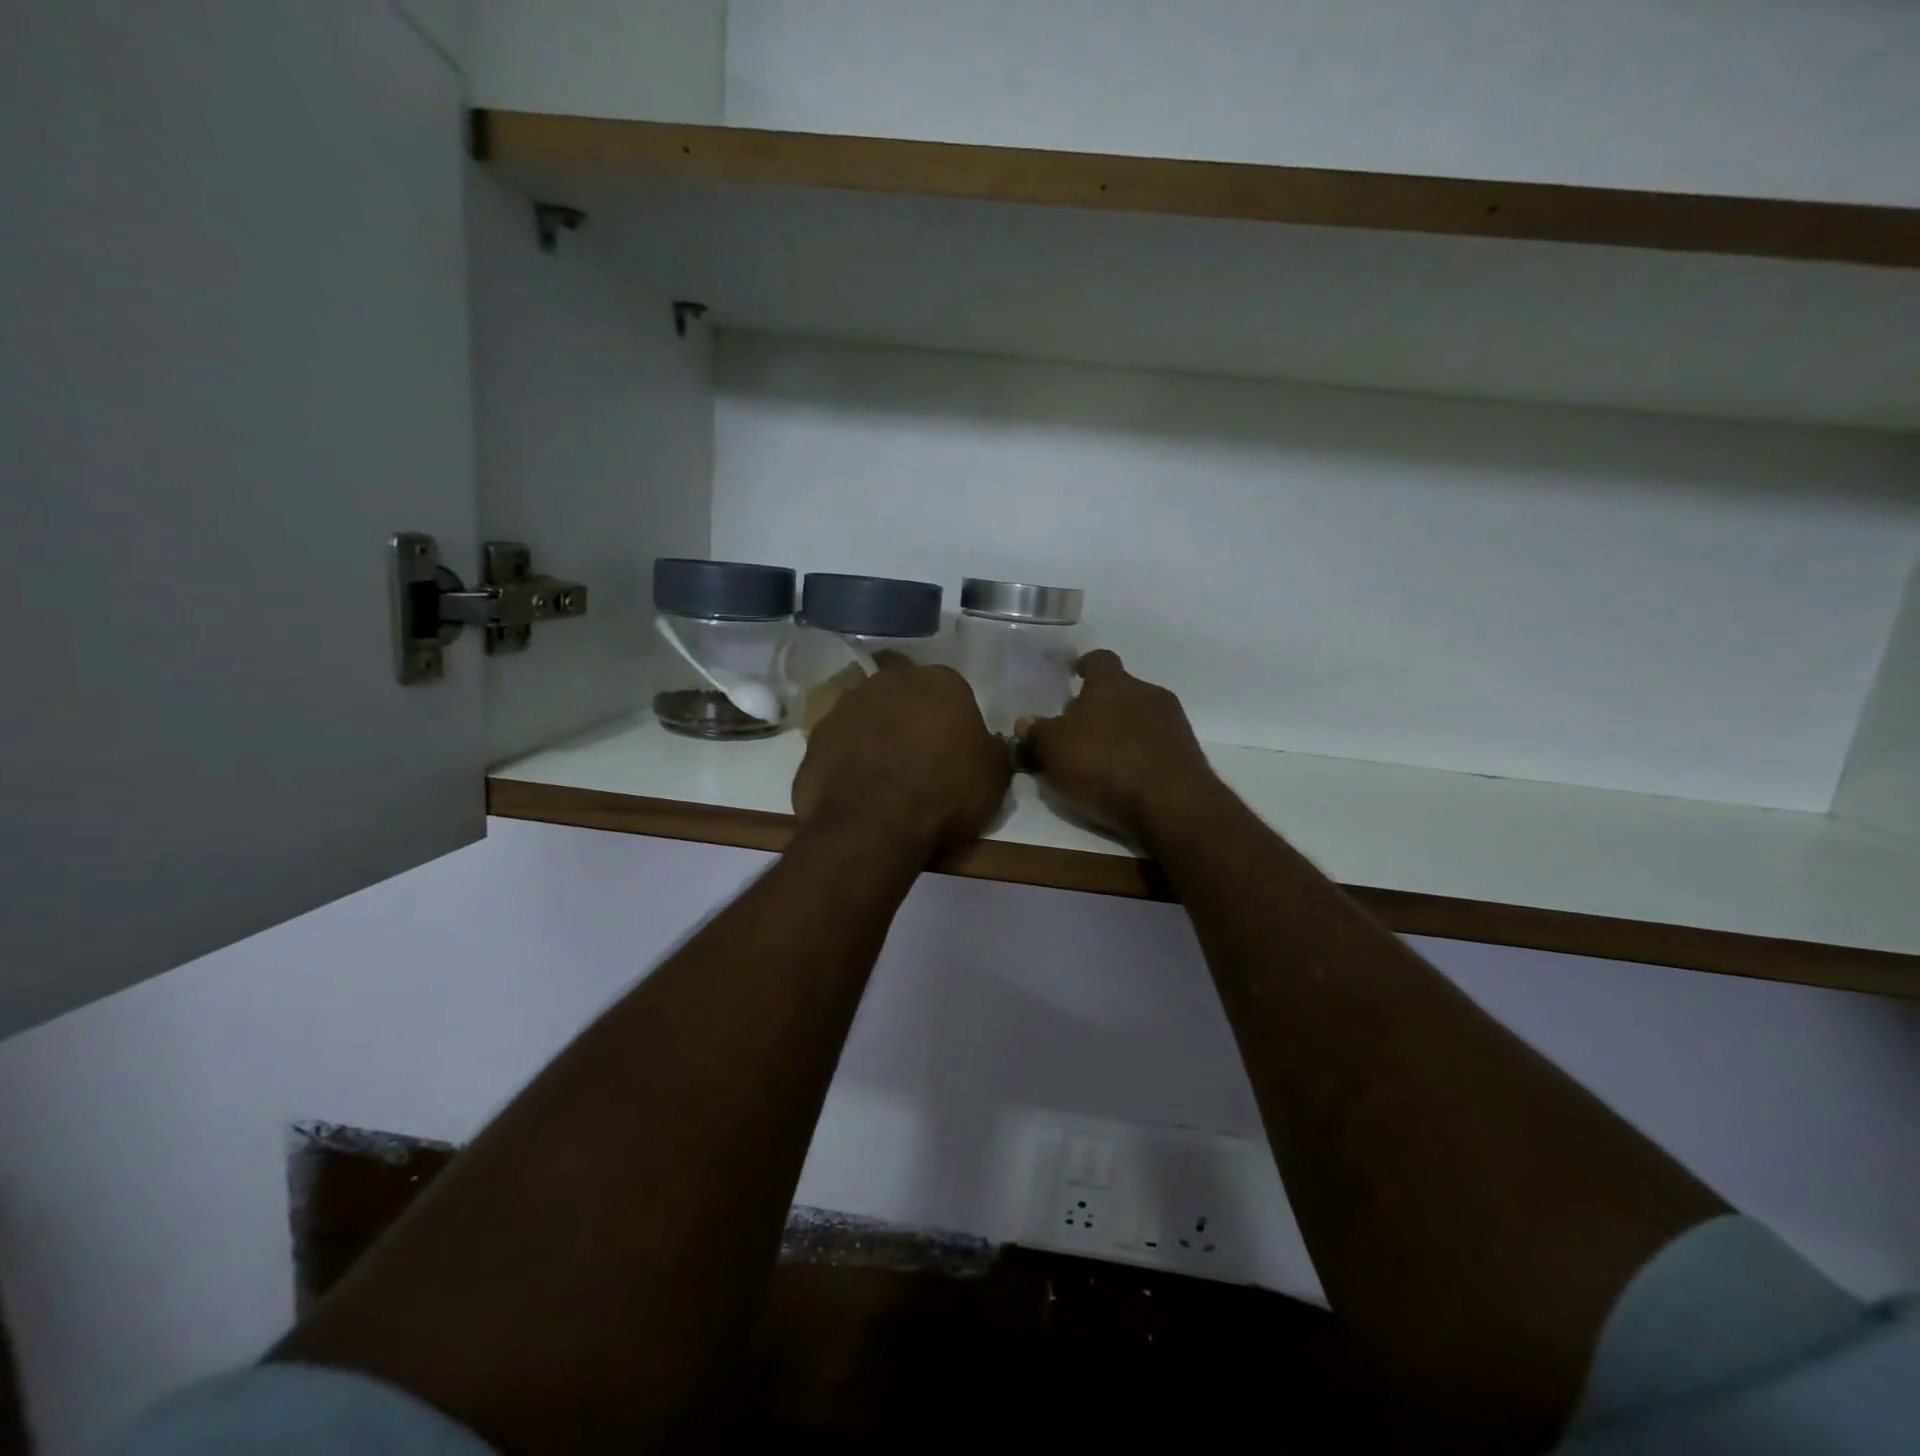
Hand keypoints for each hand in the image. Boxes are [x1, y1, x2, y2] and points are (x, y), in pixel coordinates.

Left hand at [793, 655, 1011, 859]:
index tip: (954, 749)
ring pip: (867, 714)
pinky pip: (840, 744)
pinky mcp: (816, 736)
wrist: (874, 824)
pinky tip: (856, 789)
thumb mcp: (995, 777)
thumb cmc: (945, 793)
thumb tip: (986, 744)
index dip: (952, 720)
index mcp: (940, 682)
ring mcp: (847, 706)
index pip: (951, 691)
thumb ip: (992, 750)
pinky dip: (847, 759)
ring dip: (875, 734)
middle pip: (903, 693)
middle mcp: (890, 682)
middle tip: (918, 756)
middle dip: (909, 716)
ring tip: (883, 775)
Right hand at [1018, 651, 1221, 849]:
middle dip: (1099, 706)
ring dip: (1120, 731)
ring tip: (1100, 759)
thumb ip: (1036, 733)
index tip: (1073, 675)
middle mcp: (1147, 692)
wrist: (1171, 805)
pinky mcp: (1187, 753)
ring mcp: (1172, 722)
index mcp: (1112, 683)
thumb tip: (1026, 723)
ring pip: (1139, 717)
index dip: (1084, 666)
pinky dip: (1139, 754)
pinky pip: (1155, 744)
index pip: (1099, 659)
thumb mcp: (1053, 750)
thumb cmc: (1104, 765)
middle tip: (1077, 731)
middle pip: (1119, 690)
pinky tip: (1125, 778)